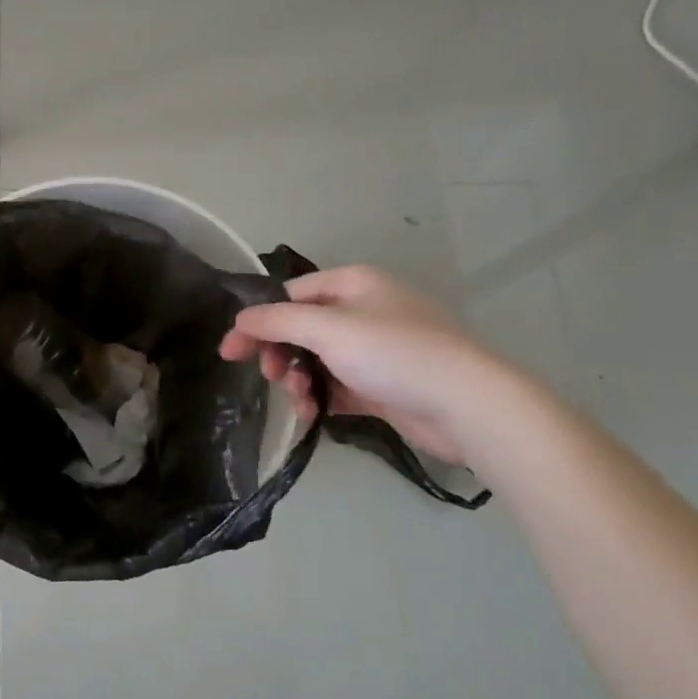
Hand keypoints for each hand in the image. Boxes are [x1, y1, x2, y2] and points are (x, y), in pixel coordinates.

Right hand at [219, 266, 507, 467]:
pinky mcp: (384, 383)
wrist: (466, 405)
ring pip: (317, 359)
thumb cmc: (393, 353)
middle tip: (270, 377)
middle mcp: (364, 310)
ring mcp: (376, 348)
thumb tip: (238, 320)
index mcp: (353, 284)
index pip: (290, 295)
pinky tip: (314, 414)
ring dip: (299, 379)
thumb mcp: (326, 329)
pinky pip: (338, 385)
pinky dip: (321, 397)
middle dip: (280, 354)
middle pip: (302, 328)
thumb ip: (276, 321)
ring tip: (300, 400)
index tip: (231, 352)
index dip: (258, 322)